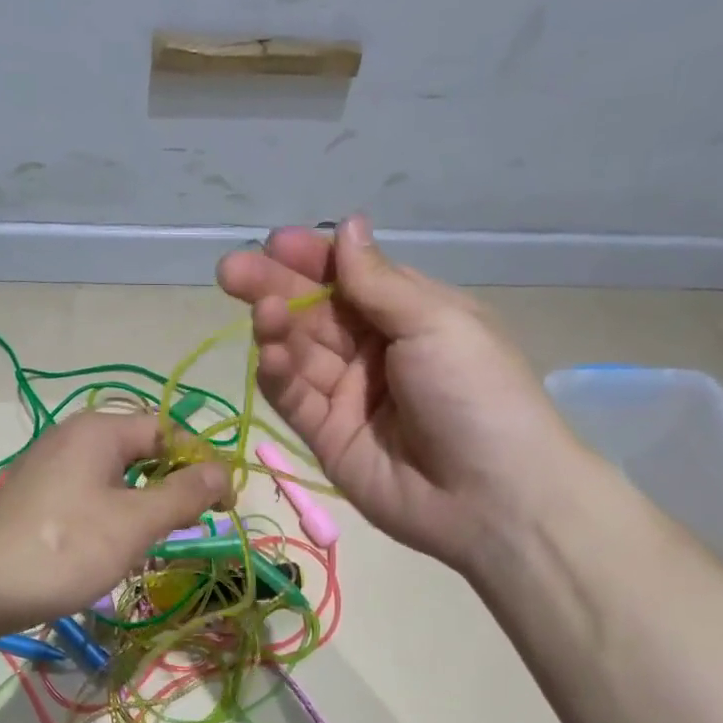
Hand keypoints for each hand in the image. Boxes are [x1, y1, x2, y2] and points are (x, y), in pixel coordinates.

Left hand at [0, 411, 229, 635]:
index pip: (167, 430)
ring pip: (116, 476)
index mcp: (98, 431)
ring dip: (142, 505)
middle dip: (171, 486)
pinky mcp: (35, 495)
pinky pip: (89, 494)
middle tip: (187, 526)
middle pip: (141, 451)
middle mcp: (72, 437)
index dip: (201, 463)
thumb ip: (184, 494)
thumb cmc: (66, 549)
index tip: (220, 505)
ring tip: (151, 543)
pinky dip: (111, 514)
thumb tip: (223, 471)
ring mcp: (49, 466)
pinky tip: (111, 549)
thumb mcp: (136, 522)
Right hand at [217, 215, 575, 574]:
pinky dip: (279, 376)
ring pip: (300, 354)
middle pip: (316, 313)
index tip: (276, 244)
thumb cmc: (476, 394)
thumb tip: (348, 225)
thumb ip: (378, 282)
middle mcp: (375, 351)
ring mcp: (349, 397)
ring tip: (260, 311)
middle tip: (232, 272)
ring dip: (277, 329)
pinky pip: (296, 400)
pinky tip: (269, 354)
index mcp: (411, 315)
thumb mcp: (436, 323)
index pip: (350, 277)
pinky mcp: (328, 438)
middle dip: (276, 288)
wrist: (490, 497)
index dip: (313, 259)